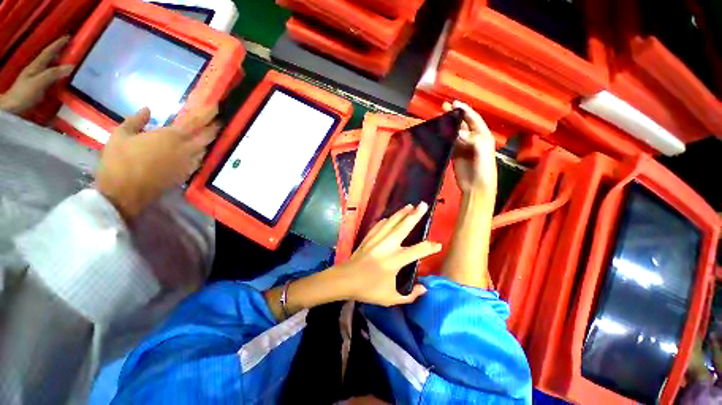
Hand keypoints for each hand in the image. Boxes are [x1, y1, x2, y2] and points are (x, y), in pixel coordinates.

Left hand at [0, 36, 73, 113]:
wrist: (12, 108)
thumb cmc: (24, 94)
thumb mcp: (39, 82)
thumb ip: (53, 73)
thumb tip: (71, 66)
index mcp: (37, 66)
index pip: (49, 52)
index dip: (58, 44)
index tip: (69, 37)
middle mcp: (37, 69)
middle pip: (50, 58)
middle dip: (60, 53)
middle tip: (72, 49)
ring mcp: (37, 79)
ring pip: (51, 68)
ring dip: (60, 64)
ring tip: (71, 63)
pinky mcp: (39, 88)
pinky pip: (51, 78)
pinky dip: (58, 75)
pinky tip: (63, 78)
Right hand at [96, 106, 219, 221]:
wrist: (125, 192)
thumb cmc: (119, 161)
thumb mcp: (120, 134)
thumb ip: (136, 120)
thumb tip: (147, 109)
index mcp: (172, 136)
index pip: (196, 122)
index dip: (208, 114)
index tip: (217, 107)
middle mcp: (186, 149)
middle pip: (207, 136)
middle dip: (214, 127)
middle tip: (219, 121)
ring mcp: (188, 163)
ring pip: (205, 149)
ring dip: (209, 140)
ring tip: (209, 133)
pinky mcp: (186, 174)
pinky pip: (199, 160)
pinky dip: (201, 152)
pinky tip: (198, 150)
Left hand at [336, 203, 441, 305]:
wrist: (345, 279)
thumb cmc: (368, 289)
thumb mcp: (390, 298)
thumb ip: (410, 296)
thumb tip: (424, 288)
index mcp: (395, 260)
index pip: (418, 250)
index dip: (430, 247)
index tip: (438, 245)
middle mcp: (387, 245)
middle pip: (404, 227)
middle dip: (415, 215)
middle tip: (423, 205)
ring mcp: (377, 239)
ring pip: (391, 222)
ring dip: (401, 213)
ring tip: (410, 205)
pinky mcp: (368, 237)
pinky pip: (379, 225)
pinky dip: (386, 219)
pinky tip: (390, 216)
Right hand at [443, 101, 496, 195]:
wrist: (476, 187)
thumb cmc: (483, 170)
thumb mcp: (483, 153)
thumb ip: (474, 140)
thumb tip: (459, 132)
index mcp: (483, 136)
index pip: (473, 119)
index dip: (464, 110)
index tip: (454, 103)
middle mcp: (473, 139)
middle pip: (463, 123)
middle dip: (454, 114)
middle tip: (444, 107)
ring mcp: (463, 147)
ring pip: (455, 132)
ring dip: (448, 124)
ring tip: (439, 117)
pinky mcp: (455, 154)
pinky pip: (449, 142)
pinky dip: (444, 136)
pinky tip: (438, 132)